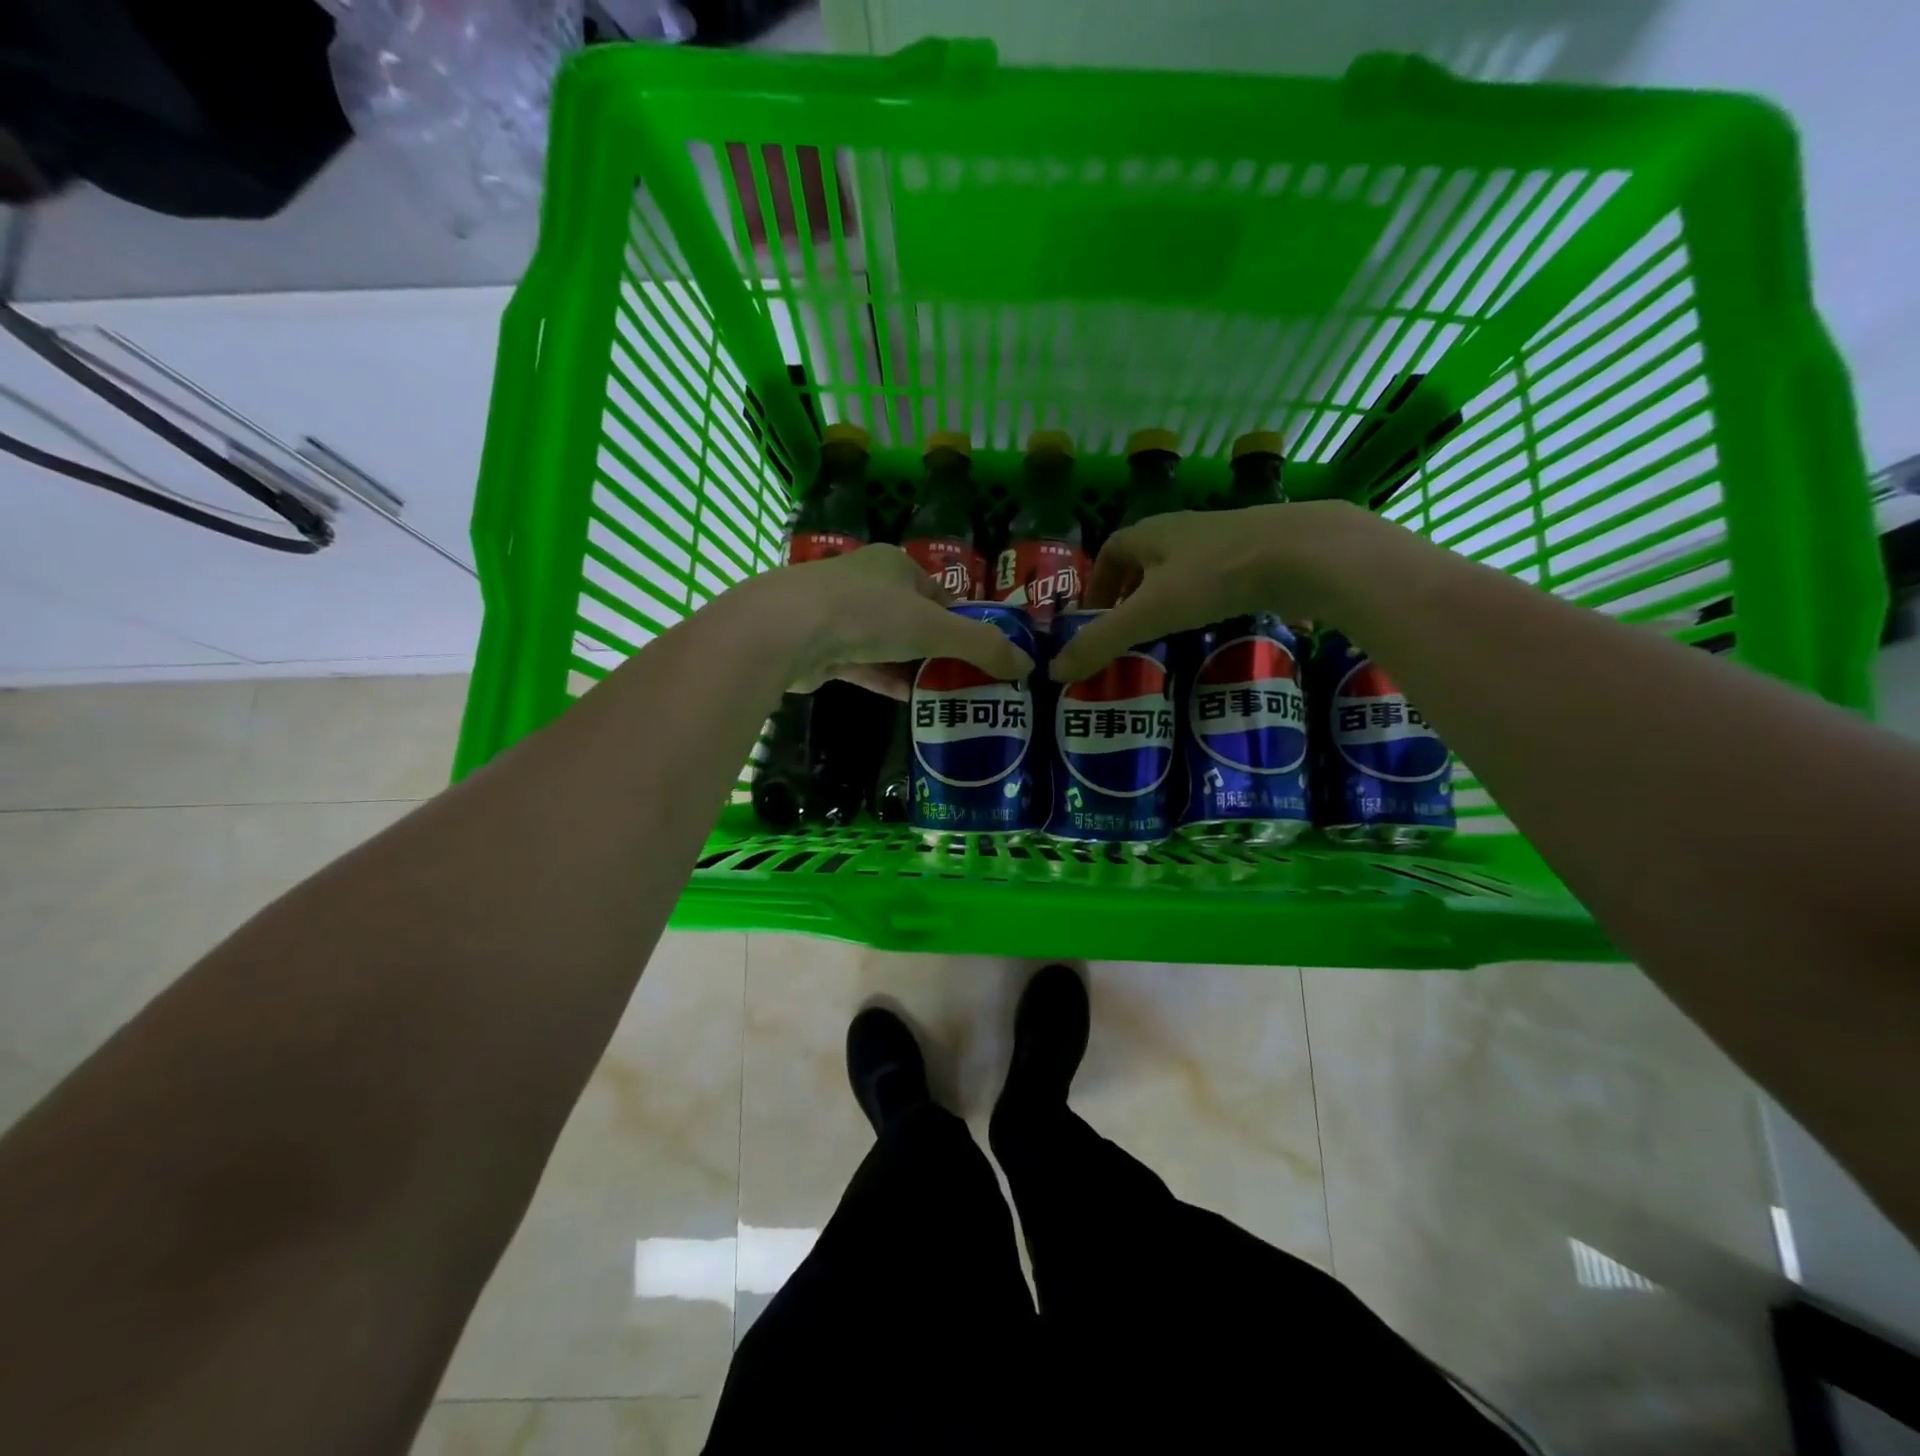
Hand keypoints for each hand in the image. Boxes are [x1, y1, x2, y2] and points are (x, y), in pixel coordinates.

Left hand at [747, 544, 1034, 697]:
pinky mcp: (821, 649)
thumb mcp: (935, 627)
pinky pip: (863, 666)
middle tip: (968, 679)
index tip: (984, 653)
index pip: (940, 593)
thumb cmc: (868, 614)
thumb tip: (1027, 665)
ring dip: (912, 667)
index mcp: (895, 565)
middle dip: (938, 648)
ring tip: (945, 695)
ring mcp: (839, 616)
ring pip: (886, 644)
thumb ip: (981, 646)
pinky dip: (886, 680)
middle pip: (913, 619)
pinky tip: (909, 701)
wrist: (787, 631)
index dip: (964, 621)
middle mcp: (866, 584)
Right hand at [1048, 500, 1395, 680]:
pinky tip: (1218, 625)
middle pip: (1145, 558)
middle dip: (1130, 592)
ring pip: (1183, 567)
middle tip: (1128, 629)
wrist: (1305, 553)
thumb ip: (1102, 642)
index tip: (1095, 617)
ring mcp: (1224, 538)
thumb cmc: (1214, 577)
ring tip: (1169, 632)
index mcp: (1150, 533)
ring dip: (1169, 596)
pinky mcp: (1258, 552)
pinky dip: (1207, 599)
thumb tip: (1054, 672)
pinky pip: (1219, 577)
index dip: (1097, 583)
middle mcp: (1183, 528)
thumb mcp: (1150, 614)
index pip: (1110, 551)